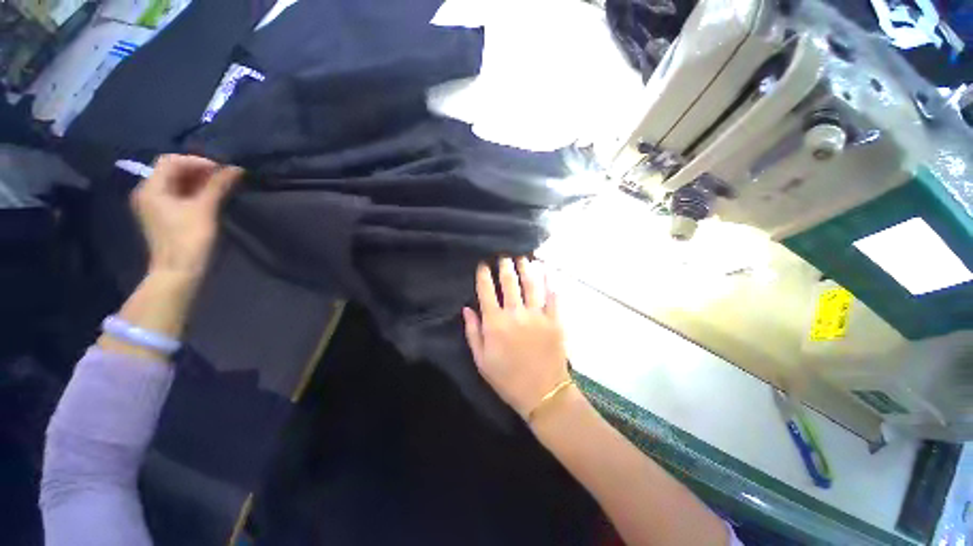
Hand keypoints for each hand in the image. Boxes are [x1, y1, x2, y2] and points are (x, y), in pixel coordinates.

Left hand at [132, 154, 242, 279]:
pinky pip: (176, 196)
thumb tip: (236, 168)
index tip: (220, 170)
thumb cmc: (189, 239)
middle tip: (222, 178)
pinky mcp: (162, 217)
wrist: (178, 272)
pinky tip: (209, 198)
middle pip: (171, 171)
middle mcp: (148, 193)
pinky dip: (192, 192)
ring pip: (175, 183)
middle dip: (197, 171)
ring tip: (220, 187)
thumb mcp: (205, 209)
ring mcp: (153, 206)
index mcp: (151, 188)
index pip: (171, 161)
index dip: (196, 161)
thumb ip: (218, 186)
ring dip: (197, 181)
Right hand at [463, 257, 569, 419]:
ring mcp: (537, 315)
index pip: (486, 291)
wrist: (542, 393)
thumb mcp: (481, 360)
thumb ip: (473, 332)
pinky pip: (553, 296)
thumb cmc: (507, 379)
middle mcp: (515, 314)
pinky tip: (548, 270)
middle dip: (505, 265)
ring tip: (524, 257)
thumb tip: (466, 308)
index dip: (483, 274)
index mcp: (495, 323)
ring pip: (531, 284)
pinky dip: (550, 281)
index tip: (483, 263)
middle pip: (509, 282)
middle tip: (504, 255)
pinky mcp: (555, 320)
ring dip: (526, 267)